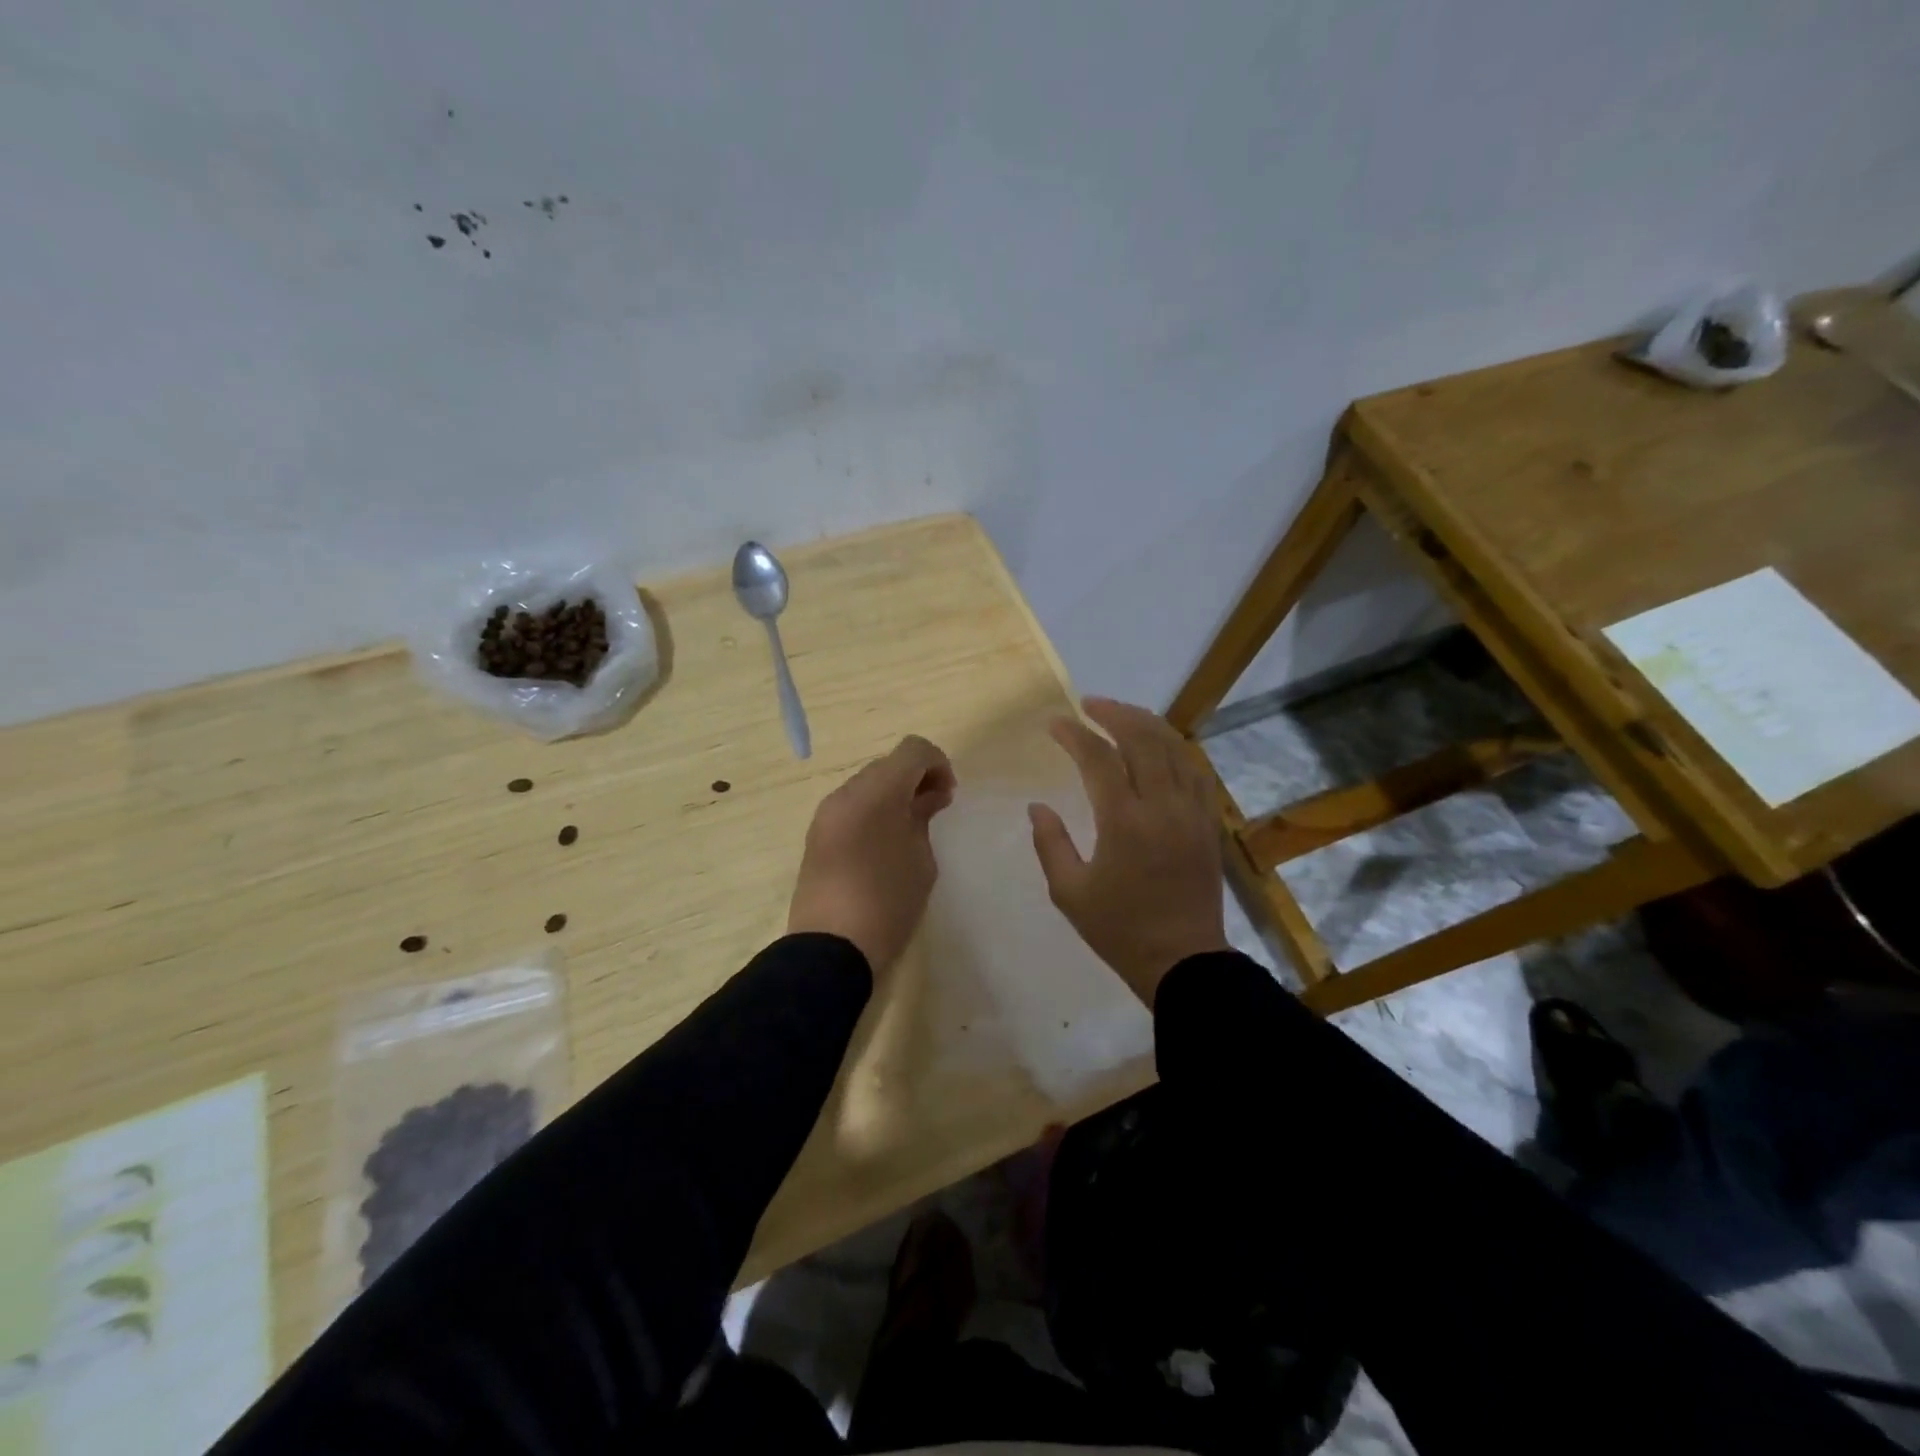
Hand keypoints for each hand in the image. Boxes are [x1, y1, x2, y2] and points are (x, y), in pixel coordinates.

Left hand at [788, 735, 957, 974]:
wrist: (830, 949)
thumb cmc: (887, 903)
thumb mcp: (921, 861)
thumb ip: (923, 818)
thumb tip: (925, 799)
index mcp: (876, 793)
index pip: (913, 750)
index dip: (938, 763)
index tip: (948, 795)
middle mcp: (845, 793)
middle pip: (888, 764)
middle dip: (916, 778)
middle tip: (935, 810)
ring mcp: (826, 814)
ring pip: (868, 784)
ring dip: (893, 794)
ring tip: (911, 828)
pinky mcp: (817, 835)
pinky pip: (851, 807)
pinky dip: (874, 810)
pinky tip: (886, 842)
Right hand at [1028, 698, 1227, 1004]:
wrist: (1183, 961)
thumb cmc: (1119, 930)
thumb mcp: (1069, 892)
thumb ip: (1050, 843)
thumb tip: (1038, 807)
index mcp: (1124, 823)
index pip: (1099, 759)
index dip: (1075, 735)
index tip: (1055, 723)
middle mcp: (1162, 807)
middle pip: (1143, 739)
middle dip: (1114, 713)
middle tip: (1090, 704)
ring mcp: (1192, 812)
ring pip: (1174, 748)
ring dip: (1147, 723)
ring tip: (1122, 714)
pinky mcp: (1209, 823)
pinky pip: (1195, 771)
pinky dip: (1175, 749)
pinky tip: (1160, 746)